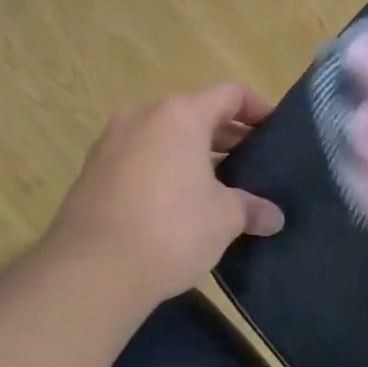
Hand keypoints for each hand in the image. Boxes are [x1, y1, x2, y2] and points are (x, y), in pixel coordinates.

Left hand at [40, 83, 284, 316]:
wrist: (91, 271)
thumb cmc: (171, 229)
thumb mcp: (224, 218)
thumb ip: (251, 208)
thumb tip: (273, 217)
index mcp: (180, 115)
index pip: (230, 94)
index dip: (258, 108)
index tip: (276, 130)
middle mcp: (143, 117)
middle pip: (195, 113)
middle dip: (227, 136)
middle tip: (252, 163)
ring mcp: (111, 143)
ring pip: (164, 137)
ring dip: (193, 155)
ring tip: (218, 186)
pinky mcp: (91, 173)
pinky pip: (140, 159)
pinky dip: (163, 170)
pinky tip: (178, 204)